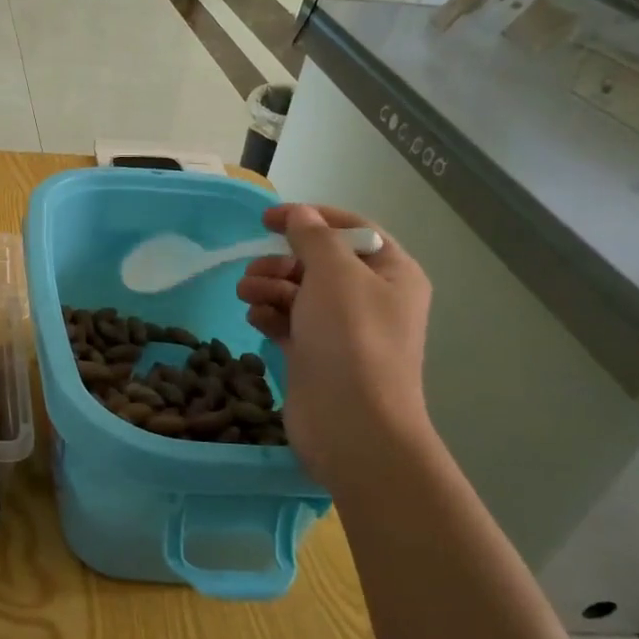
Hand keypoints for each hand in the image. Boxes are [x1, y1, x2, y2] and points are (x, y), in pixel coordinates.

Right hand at [237, 203, 432, 486]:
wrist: (352, 424)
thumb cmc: (351, 339)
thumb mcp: (334, 274)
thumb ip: (313, 237)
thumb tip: (300, 214)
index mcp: (392, 273)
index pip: (351, 230)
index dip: (310, 218)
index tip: (267, 219)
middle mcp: (371, 298)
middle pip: (319, 263)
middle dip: (282, 262)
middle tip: (254, 271)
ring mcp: (343, 330)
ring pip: (299, 293)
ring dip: (269, 287)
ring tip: (246, 295)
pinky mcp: (316, 355)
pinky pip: (289, 323)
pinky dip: (270, 316)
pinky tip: (255, 320)